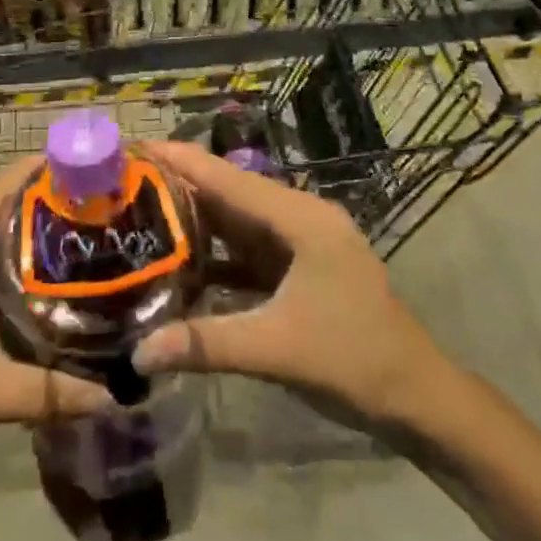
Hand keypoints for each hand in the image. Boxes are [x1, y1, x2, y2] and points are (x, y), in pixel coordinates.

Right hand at [129, 140, 454, 427]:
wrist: (416, 396)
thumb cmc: (354, 360)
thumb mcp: (276, 349)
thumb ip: (205, 345)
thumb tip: (137, 354)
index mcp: (300, 218)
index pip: (228, 179)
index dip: (181, 160)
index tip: (135, 144)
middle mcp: (299, 218)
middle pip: (230, 195)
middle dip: (180, 186)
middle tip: (124, 182)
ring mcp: (301, 244)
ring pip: (238, 222)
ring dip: (195, 219)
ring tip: (141, 213)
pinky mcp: (299, 270)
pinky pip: (248, 251)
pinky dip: (216, 254)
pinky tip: (180, 263)